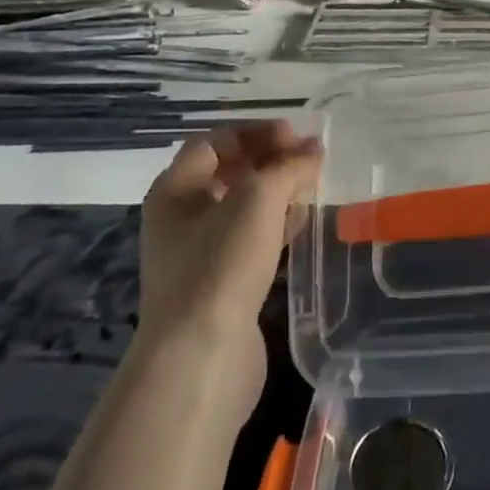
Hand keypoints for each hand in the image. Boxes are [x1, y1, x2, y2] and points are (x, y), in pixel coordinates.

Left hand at [135, 122, 321, 378]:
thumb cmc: (222, 263)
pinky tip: (301, 224)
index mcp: (176, 189)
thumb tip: (314, 149)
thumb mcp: (259, 199)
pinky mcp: (218, 285)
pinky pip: (249, 240)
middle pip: (227, 173)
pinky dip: (275, 225)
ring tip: (311, 188)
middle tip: (308, 160)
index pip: (215, 142)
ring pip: (241, 208)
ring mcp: (197, 254)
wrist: (200, 356)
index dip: (255, 132)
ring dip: (276, 193)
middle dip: (269, 161)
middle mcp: (180, 218)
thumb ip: (289, 166)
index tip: (295, 136)